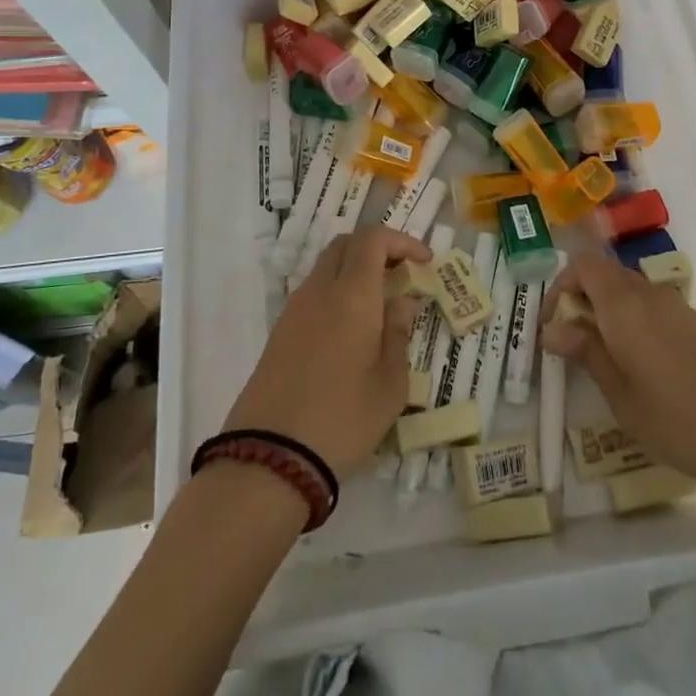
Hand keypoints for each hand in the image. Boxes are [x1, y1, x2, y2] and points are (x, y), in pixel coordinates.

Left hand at [223, 227, 429, 477]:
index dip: (401, 241)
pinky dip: (337, 292)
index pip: (373, 239)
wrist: (270, 456)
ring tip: (380, 304)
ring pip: (326, 267)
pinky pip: (313, 293)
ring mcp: (294, 309)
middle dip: (377, 249)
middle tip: (401, 274)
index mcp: (352, 295)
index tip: (425, 262)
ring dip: (355, 271)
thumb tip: (400, 302)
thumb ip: (398, 334)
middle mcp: (320, 290)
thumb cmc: (344, 419)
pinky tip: (352, 328)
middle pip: (346, 244)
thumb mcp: (390, 384)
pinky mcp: (279, 332)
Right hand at [541, 254, 695, 495]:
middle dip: (581, 301)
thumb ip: (587, 353)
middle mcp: (649, 295)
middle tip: (571, 345)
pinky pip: (652, 309)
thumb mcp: (620, 395)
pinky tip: (639, 367)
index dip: (560, 288)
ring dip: (607, 313)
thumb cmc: (678, 418)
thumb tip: (551, 329)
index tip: (551, 327)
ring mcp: (678, 308)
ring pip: (629, 293)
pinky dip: (633, 323)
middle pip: (605, 276)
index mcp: (624, 304)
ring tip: (602, 359)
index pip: (582, 266)